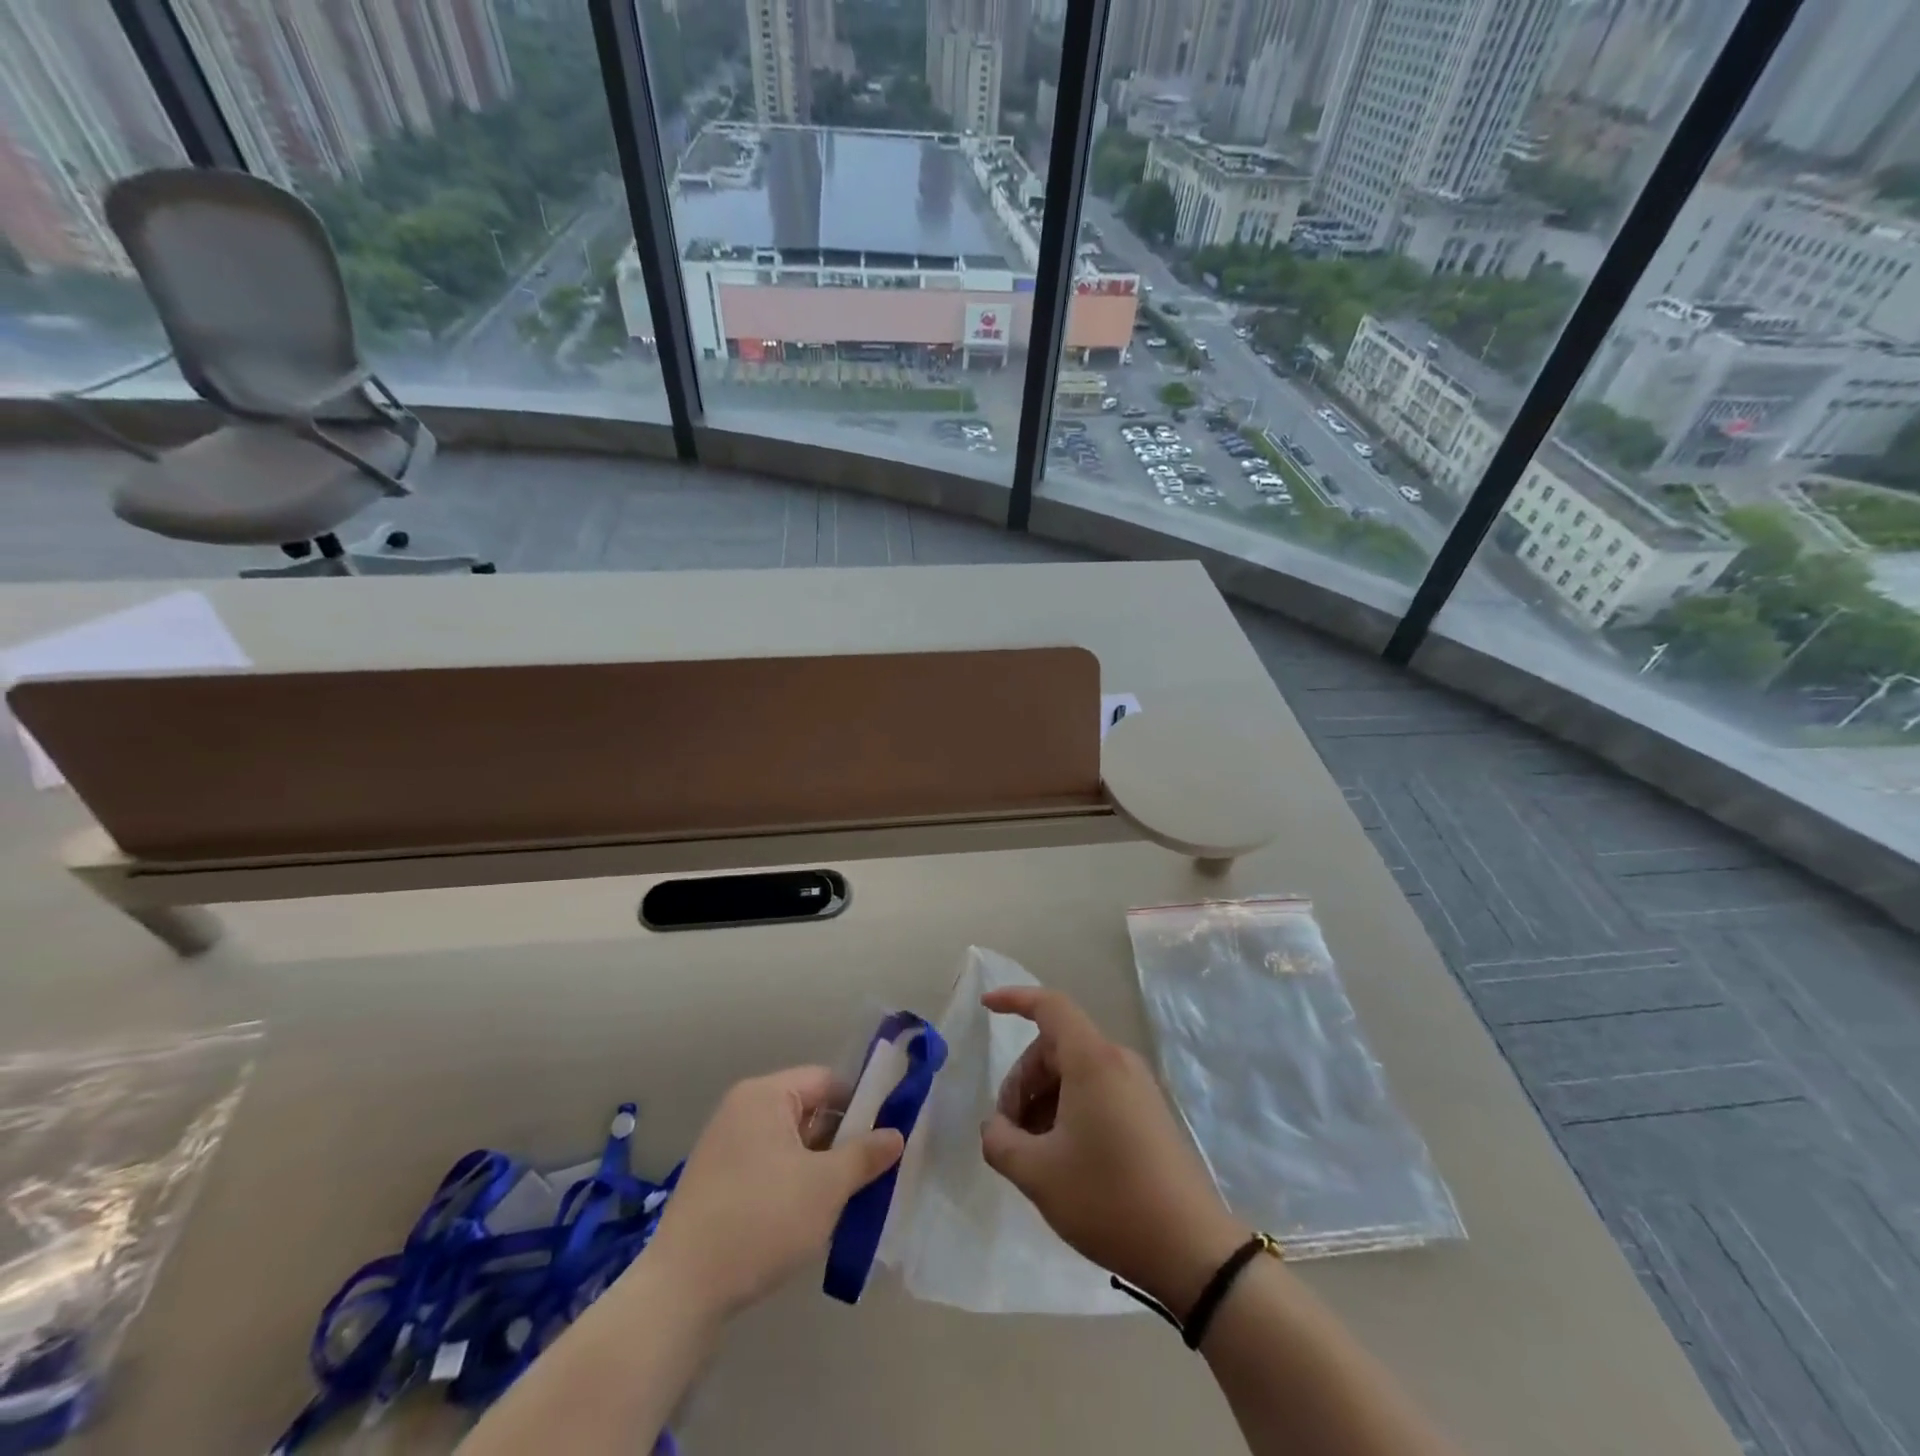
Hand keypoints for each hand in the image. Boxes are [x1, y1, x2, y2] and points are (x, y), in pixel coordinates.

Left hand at [645, 1067, 902, 1319]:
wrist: (681, 1292)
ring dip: (819, 1167)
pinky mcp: (716, 1183)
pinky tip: (809, 1218)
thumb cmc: (761, 1220)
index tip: (886, 1137)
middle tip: (871, 1172)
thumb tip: (896, 1134)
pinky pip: (768, 1168)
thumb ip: (865, 1155)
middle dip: (841, 1140)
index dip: (861, 1104)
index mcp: (765, 1095)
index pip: (826, 1081)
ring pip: (789, 1144)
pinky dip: (792, 1184)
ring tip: (847, 1199)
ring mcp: (724, 1147)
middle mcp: (741, 1110)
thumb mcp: (826, 1186)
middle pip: (808, 1111)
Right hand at [981, 987, 1247, 1316]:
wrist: (1192, 1249)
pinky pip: (1097, 1091)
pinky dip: (1069, 1110)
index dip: (1015, 999)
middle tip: (1008, 1130)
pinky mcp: (1149, 1113)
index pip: (1049, 1006)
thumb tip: (995, 1127)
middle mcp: (1117, 1061)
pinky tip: (1062, 1157)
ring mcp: (1138, 1087)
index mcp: (1092, 1060)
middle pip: (1056, 1046)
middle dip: (1023, 1080)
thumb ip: (1000, 1141)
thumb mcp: (1038, 1174)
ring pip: (1075, 1072)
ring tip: (1033, 1151)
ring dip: (1044, 1100)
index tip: (986, 1007)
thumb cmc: (1108, 1199)